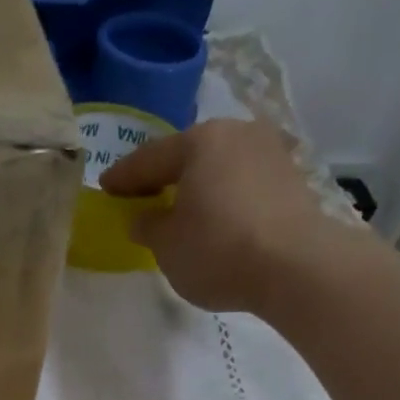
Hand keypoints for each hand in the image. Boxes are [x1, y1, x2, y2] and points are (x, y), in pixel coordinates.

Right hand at [99, 119, 379, 314]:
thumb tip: (143, 217)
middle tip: (142, 196)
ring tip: (180, 209)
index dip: (123, 177)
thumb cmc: (218, 250)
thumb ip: (148, 227)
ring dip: (197, 187)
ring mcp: (268, 153)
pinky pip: (242, 184)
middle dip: (163, 177)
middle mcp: (236, 134)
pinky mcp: (290, 179)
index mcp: (199, 141)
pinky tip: (214, 218)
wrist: (295, 266)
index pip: (149, 159)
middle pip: (188, 156)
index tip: (105, 188)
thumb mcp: (167, 246)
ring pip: (218, 168)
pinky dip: (223, 198)